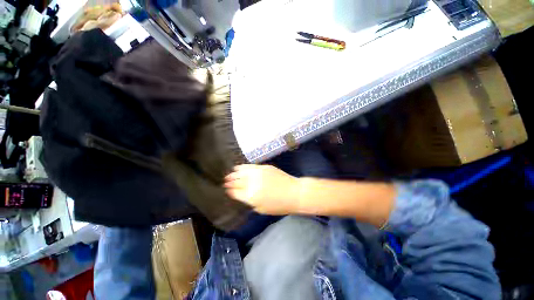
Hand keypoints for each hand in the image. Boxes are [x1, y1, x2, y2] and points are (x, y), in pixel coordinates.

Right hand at [224, 164, 300, 214]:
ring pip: (241, 172)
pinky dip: (242, 167)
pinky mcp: (263, 167)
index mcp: (250, 197)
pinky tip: (238, 167)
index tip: (225, 189)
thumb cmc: (279, 205)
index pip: (235, 192)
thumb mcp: (261, 209)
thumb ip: (249, 201)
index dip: (229, 190)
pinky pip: (249, 166)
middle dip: (229, 181)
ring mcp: (258, 173)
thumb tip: (240, 194)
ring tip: (229, 174)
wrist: (294, 193)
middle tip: (225, 181)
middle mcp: (252, 184)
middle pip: (236, 181)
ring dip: (233, 173)